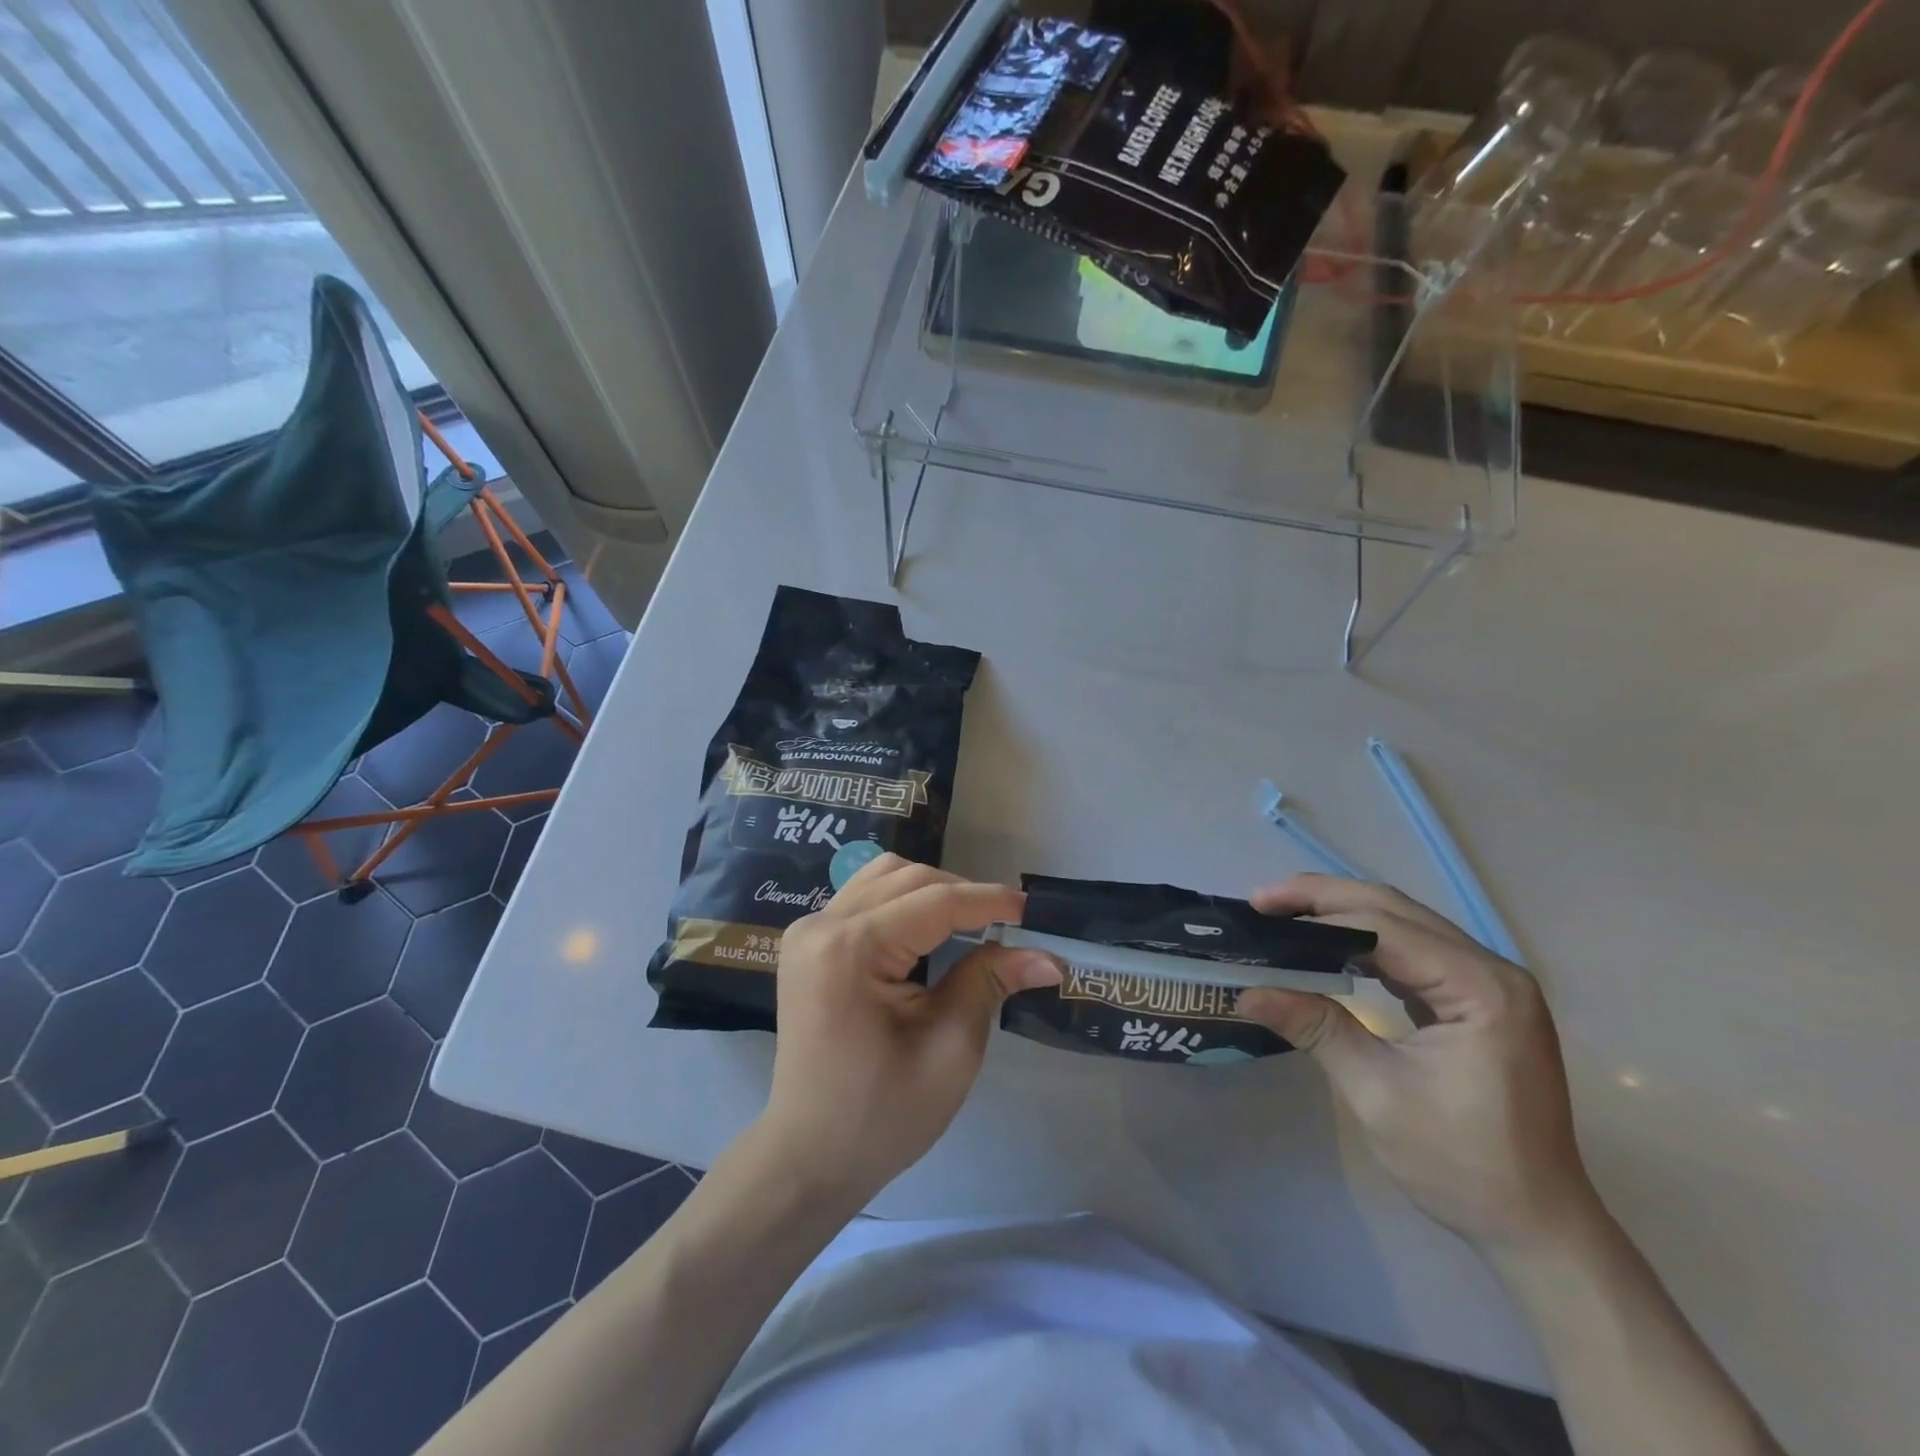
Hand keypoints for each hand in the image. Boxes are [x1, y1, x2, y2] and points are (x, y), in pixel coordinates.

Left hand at [760, 854, 1060, 1207]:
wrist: (810, 1157)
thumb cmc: (882, 1115)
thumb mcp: (950, 1050)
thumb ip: (990, 983)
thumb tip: (1047, 955)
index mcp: (850, 949)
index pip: (934, 902)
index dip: (989, 901)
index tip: (1034, 911)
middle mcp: (821, 925)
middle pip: (907, 879)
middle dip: (962, 894)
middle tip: (1007, 925)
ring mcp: (808, 931)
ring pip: (883, 877)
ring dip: (931, 891)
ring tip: (969, 924)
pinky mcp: (808, 943)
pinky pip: (864, 898)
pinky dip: (903, 902)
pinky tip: (927, 931)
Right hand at [1236, 875, 1600, 1255]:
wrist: (1536, 1229)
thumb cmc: (1462, 1165)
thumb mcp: (1376, 1094)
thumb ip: (1316, 1029)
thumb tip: (1247, 992)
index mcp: (1482, 989)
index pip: (1385, 928)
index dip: (1317, 911)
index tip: (1259, 908)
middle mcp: (1493, 971)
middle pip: (1397, 912)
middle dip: (1325, 899)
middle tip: (1263, 901)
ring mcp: (1490, 985)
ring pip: (1405, 925)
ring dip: (1343, 917)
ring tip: (1285, 917)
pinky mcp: (1479, 1001)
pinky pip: (1414, 952)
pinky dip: (1366, 945)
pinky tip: (1329, 950)